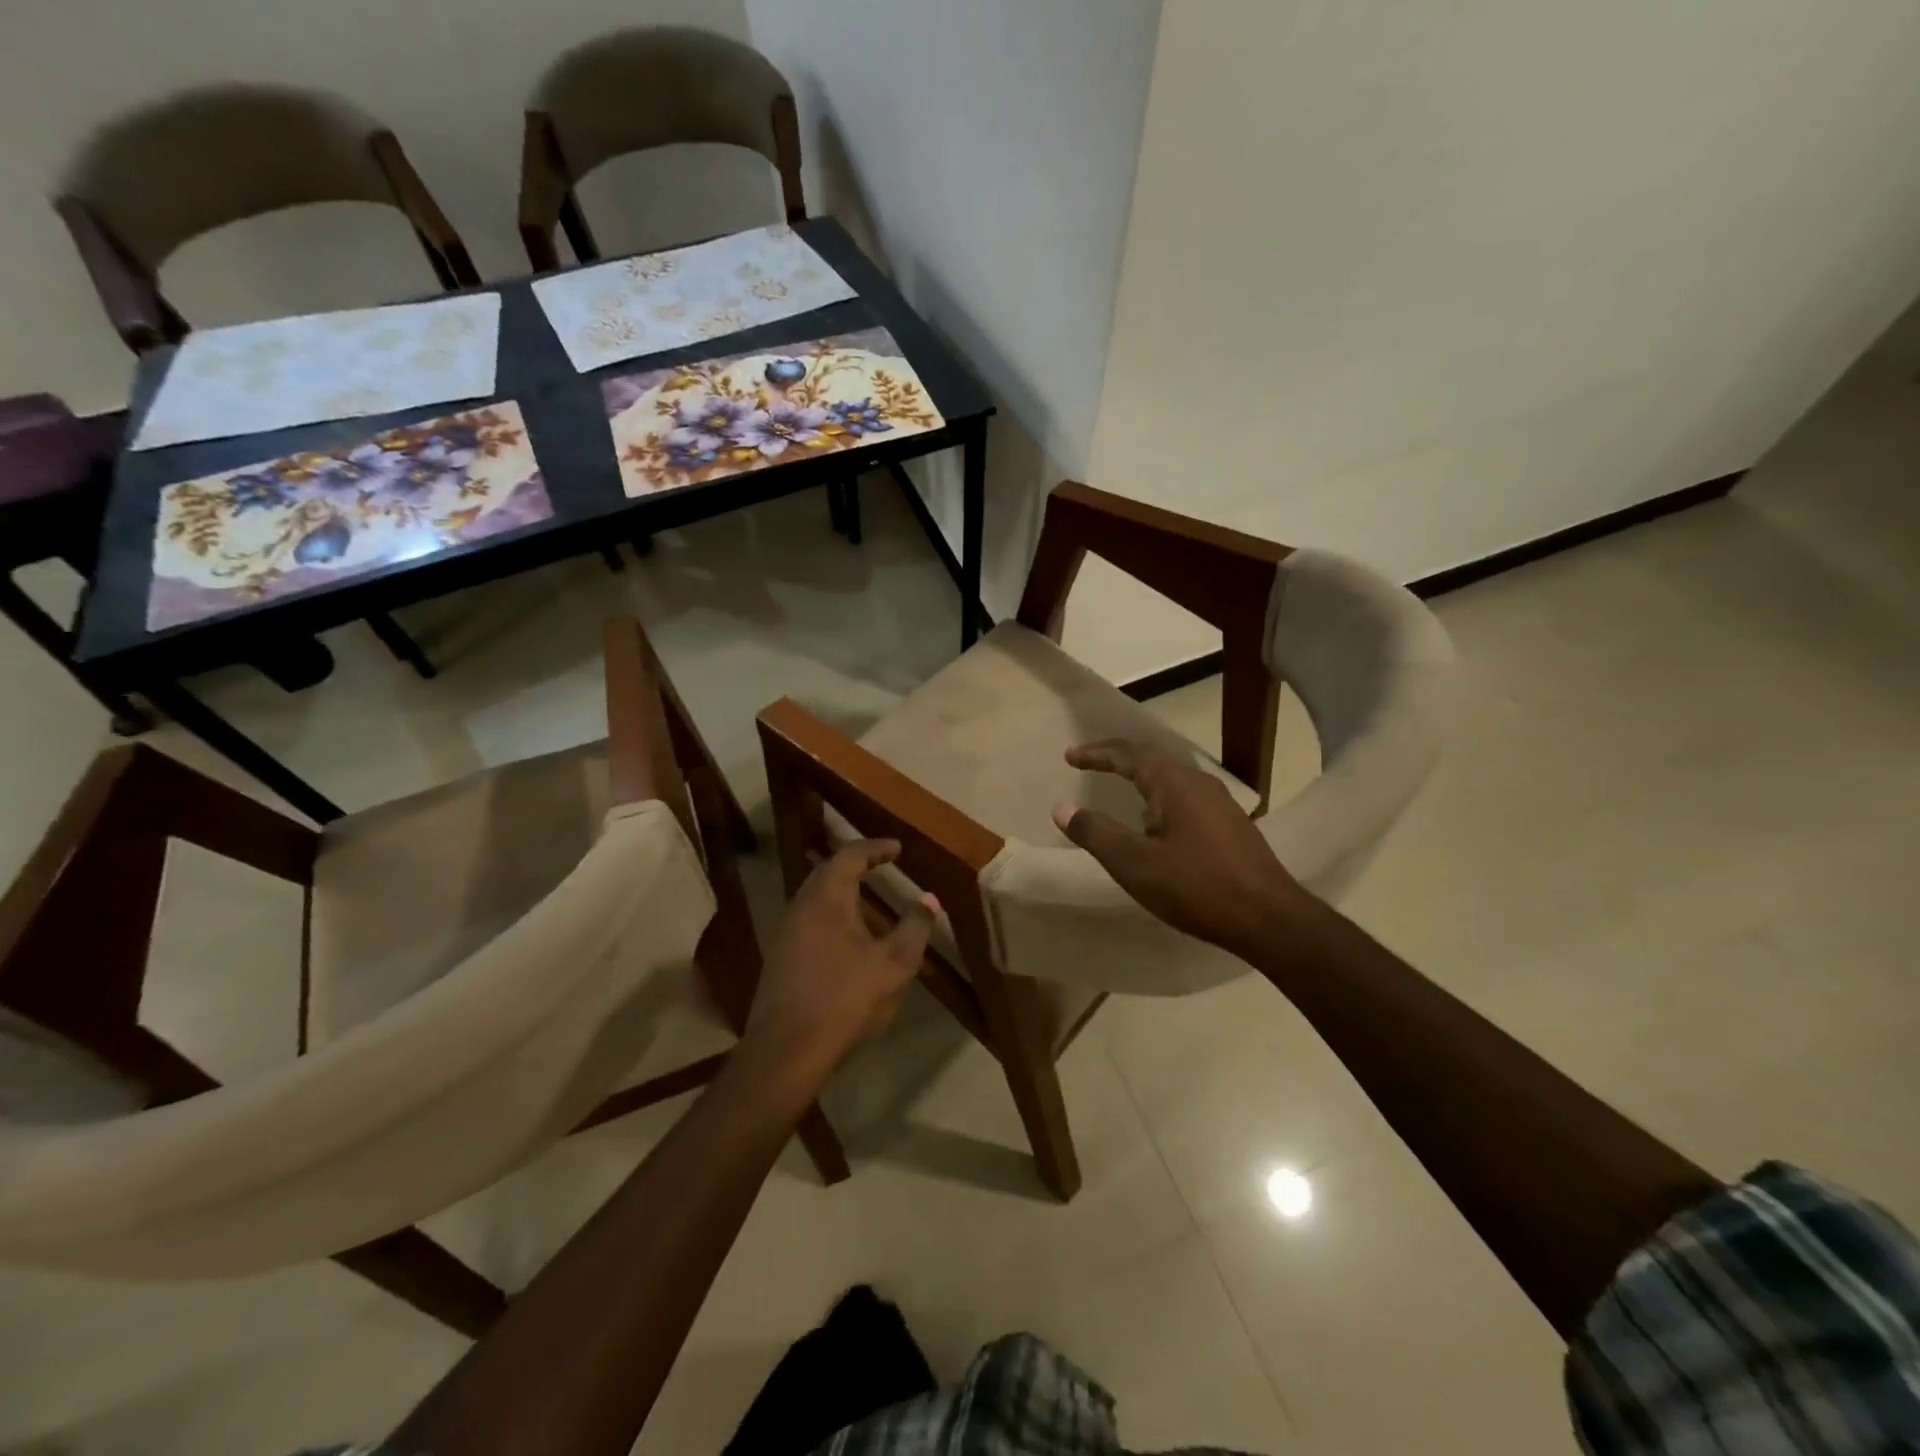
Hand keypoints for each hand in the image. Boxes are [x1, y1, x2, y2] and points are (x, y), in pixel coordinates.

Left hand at [746, 840, 935, 1073]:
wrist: (786, 1051)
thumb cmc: (845, 999)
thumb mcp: (894, 964)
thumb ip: (915, 928)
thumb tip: (928, 899)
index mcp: (826, 898)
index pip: (850, 856)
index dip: (876, 848)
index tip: (898, 848)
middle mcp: (801, 906)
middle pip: (828, 872)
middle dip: (856, 864)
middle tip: (882, 864)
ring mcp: (786, 933)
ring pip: (816, 897)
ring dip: (843, 891)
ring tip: (869, 899)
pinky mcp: (781, 958)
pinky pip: (810, 920)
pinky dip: (833, 914)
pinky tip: (849, 937)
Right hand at [1053, 738, 1309, 956]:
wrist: (1268, 918)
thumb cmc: (1196, 887)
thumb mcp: (1134, 864)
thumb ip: (1095, 833)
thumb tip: (1062, 808)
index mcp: (1173, 783)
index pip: (1127, 755)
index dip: (1096, 754)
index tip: (1069, 756)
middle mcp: (1198, 782)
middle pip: (1151, 759)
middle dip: (1117, 758)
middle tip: (1089, 761)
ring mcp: (1219, 802)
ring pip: (1171, 777)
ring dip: (1140, 776)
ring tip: (1119, 785)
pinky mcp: (1230, 824)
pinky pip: (1185, 796)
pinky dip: (1159, 795)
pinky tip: (1156, 819)